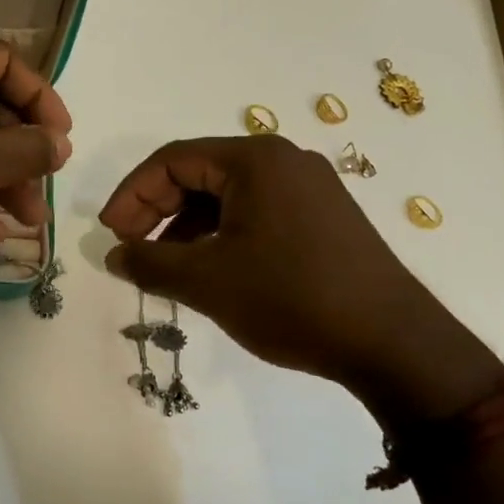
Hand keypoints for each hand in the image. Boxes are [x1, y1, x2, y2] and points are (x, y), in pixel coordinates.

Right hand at [98, 136, 501, 420]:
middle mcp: (284, 161)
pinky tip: (210, 269)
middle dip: (158, 210)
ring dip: (187, 226)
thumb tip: (114, 255)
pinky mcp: (323, 217)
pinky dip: (222, 235)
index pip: (173, 160)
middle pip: (200, 174)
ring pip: (227, 196)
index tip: (110, 233)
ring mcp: (309, 188)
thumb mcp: (207, 281)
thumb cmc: (292, 299)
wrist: (394, 344)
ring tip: (166, 266)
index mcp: (255, 159)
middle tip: (132, 249)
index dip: (132, 194)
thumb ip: (150, 262)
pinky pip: (256, 212)